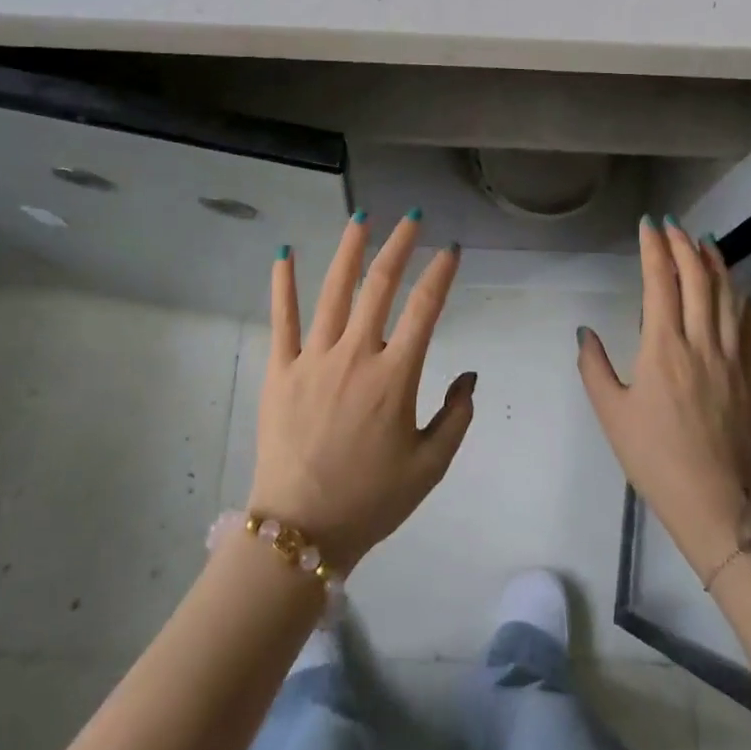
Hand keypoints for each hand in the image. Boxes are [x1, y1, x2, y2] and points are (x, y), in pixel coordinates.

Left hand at [247, 213, 475, 572]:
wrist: (301, 532)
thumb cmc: (371, 500)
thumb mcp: (429, 467)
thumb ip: (456, 417)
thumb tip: (470, 374)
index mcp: (395, 377)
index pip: (425, 309)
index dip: (440, 274)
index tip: (451, 249)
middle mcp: (356, 355)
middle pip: (380, 285)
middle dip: (399, 245)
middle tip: (411, 217)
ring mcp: (314, 358)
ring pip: (334, 291)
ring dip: (349, 250)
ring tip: (361, 217)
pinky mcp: (281, 369)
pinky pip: (282, 319)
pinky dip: (283, 284)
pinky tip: (284, 253)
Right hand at [578, 217, 750, 580]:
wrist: (714, 502)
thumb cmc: (654, 457)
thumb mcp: (611, 413)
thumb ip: (594, 367)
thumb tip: (585, 332)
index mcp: (663, 347)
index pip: (661, 281)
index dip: (654, 248)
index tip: (648, 225)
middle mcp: (700, 342)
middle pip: (698, 279)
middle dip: (684, 245)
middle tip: (673, 226)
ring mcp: (731, 358)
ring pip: (728, 296)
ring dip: (716, 263)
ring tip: (706, 242)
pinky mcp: (750, 376)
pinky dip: (746, 302)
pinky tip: (743, 290)